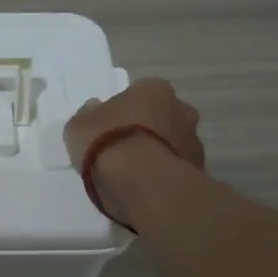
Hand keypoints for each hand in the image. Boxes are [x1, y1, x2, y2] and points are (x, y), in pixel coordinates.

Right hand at [65, 78, 204, 223]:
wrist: (140, 183)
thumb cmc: (107, 143)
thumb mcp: (79, 126)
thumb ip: (89, 115)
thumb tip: (95, 109)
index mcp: (154, 89)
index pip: (140, 93)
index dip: (124, 110)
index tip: (111, 128)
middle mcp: (181, 108)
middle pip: (162, 117)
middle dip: (149, 129)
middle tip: (124, 149)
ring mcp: (194, 141)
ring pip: (173, 143)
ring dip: (159, 153)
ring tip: (134, 174)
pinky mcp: (199, 171)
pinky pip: (176, 169)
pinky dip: (164, 175)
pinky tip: (146, 187)